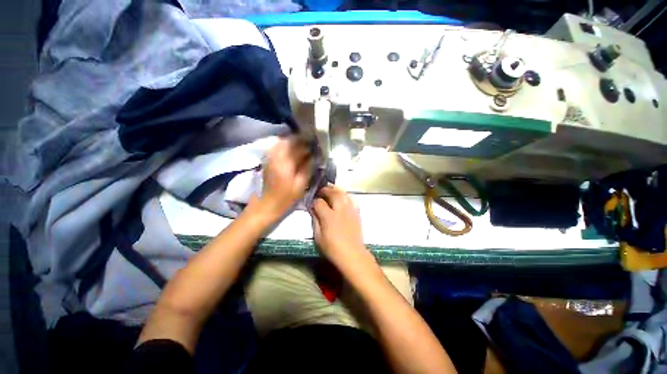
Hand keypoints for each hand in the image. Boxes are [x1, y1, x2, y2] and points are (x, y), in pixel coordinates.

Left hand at [257, 137, 311, 218]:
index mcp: (286, 162)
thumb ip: (308, 169)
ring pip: (282, 141)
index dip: (309, 145)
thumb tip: (315, 157)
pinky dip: (285, 145)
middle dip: (301, 140)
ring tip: (302, 146)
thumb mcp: (301, 185)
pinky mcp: (267, 160)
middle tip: (310, 145)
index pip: (299, 146)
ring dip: (293, 141)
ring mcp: (270, 157)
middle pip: (289, 140)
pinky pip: (277, 146)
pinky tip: (291, 150)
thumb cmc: (286, 197)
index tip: (316, 146)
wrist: (266, 204)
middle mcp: (276, 156)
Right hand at [311, 185, 366, 267]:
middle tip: (320, 191)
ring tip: (330, 191)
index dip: (314, 201)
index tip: (311, 203)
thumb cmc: (332, 248)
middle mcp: (340, 210)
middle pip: (332, 193)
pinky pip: (351, 199)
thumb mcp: (318, 237)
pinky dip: (345, 196)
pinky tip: (342, 198)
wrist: (352, 254)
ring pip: (343, 193)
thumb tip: (312, 209)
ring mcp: (350, 210)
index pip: (319, 202)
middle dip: (325, 190)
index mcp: (329, 217)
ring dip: (335, 190)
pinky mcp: (356, 212)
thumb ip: (315, 220)